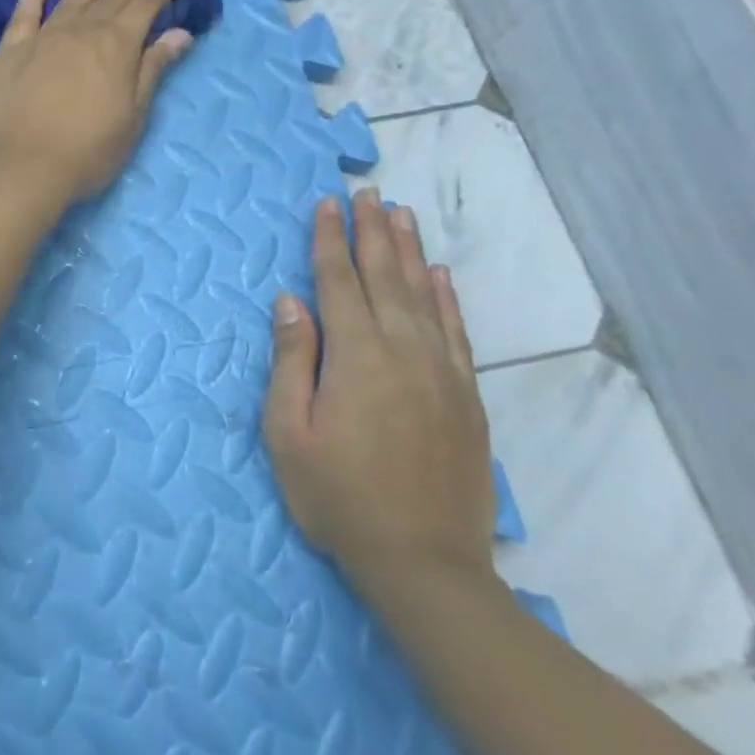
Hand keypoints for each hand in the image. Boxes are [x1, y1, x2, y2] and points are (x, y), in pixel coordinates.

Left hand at [0, 0, 194, 211]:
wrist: (21, 166)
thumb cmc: (87, 152)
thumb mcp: (133, 116)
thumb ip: (152, 70)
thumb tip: (179, 33)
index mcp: (118, 47)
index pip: (146, 5)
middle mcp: (82, 31)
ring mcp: (43, 36)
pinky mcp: (10, 49)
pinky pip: (25, 10)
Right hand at [264, 190, 496, 597]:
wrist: (424, 562)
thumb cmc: (338, 497)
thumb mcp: (289, 432)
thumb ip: (292, 360)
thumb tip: (291, 301)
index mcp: (355, 356)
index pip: (339, 282)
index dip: (330, 240)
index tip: (328, 203)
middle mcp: (402, 351)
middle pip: (385, 276)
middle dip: (373, 231)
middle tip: (369, 192)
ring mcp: (441, 372)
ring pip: (424, 295)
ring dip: (410, 251)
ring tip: (402, 213)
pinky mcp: (466, 396)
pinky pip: (457, 332)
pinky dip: (448, 298)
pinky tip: (441, 275)